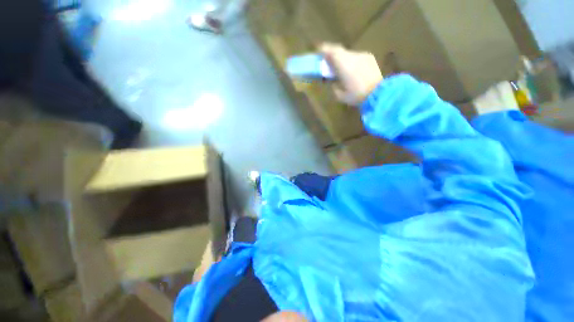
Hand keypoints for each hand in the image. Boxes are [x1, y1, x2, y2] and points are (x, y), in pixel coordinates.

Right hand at [320, 43, 383, 105]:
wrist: (378, 93)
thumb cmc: (357, 96)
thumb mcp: (340, 95)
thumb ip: (334, 86)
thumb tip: (333, 82)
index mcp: (344, 65)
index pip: (332, 51)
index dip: (324, 49)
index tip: (318, 51)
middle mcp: (353, 56)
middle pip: (340, 51)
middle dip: (332, 55)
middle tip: (328, 62)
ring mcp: (362, 56)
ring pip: (348, 54)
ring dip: (343, 60)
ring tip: (342, 70)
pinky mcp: (370, 58)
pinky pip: (357, 57)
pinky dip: (352, 62)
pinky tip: (354, 72)